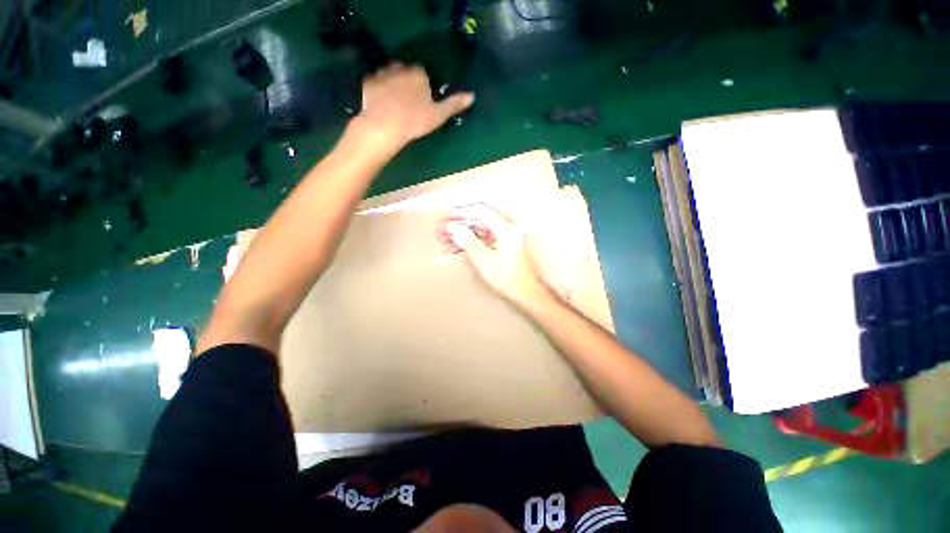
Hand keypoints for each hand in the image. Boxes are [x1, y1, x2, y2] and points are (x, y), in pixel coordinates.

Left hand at [356, 63, 473, 151]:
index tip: (422, 101)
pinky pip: (375, 82)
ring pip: (389, 75)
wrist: (385, 126)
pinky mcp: (368, 83)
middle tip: (408, 102)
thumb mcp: (438, 115)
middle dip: (407, 82)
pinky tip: (381, 103)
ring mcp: (382, 73)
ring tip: (394, 103)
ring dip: (392, 83)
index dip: (423, 86)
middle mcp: (400, 68)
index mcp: (418, 74)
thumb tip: (472, 96)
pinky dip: (378, 89)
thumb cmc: (415, 121)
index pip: (422, 74)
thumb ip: (454, 104)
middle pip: (405, 72)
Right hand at [445, 206, 549, 306]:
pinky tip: (456, 248)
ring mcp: (506, 238)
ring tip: (445, 241)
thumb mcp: (485, 261)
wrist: (527, 293)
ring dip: (463, 234)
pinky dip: (470, 242)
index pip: (481, 212)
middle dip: (460, 225)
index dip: (462, 213)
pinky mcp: (503, 246)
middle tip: (442, 231)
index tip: (447, 219)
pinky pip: (484, 239)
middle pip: (479, 220)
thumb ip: (469, 242)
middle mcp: (507, 229)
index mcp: (506, 229)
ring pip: (480, 230)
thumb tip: (454, 229)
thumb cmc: (509, 279)